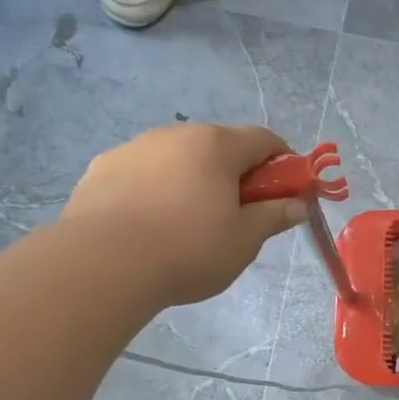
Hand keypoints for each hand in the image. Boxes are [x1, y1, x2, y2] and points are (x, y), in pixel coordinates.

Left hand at [61, 124, 306, 307]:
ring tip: (190, 224)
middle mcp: (175, 135)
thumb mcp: (245, 239)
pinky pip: (144, 174)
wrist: (101, 264)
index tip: (287, 191)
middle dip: (237, 174)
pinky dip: (158, 190)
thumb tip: (297, 204)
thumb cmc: (189, 249)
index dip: (284, 162)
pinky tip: (152, 226)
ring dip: (195, 180)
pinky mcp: (101, 169)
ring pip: (178, 159)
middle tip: (241, 214)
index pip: (263, 139)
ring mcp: (133, 148)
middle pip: (219, 146)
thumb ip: (274, 216)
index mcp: (216, 146)